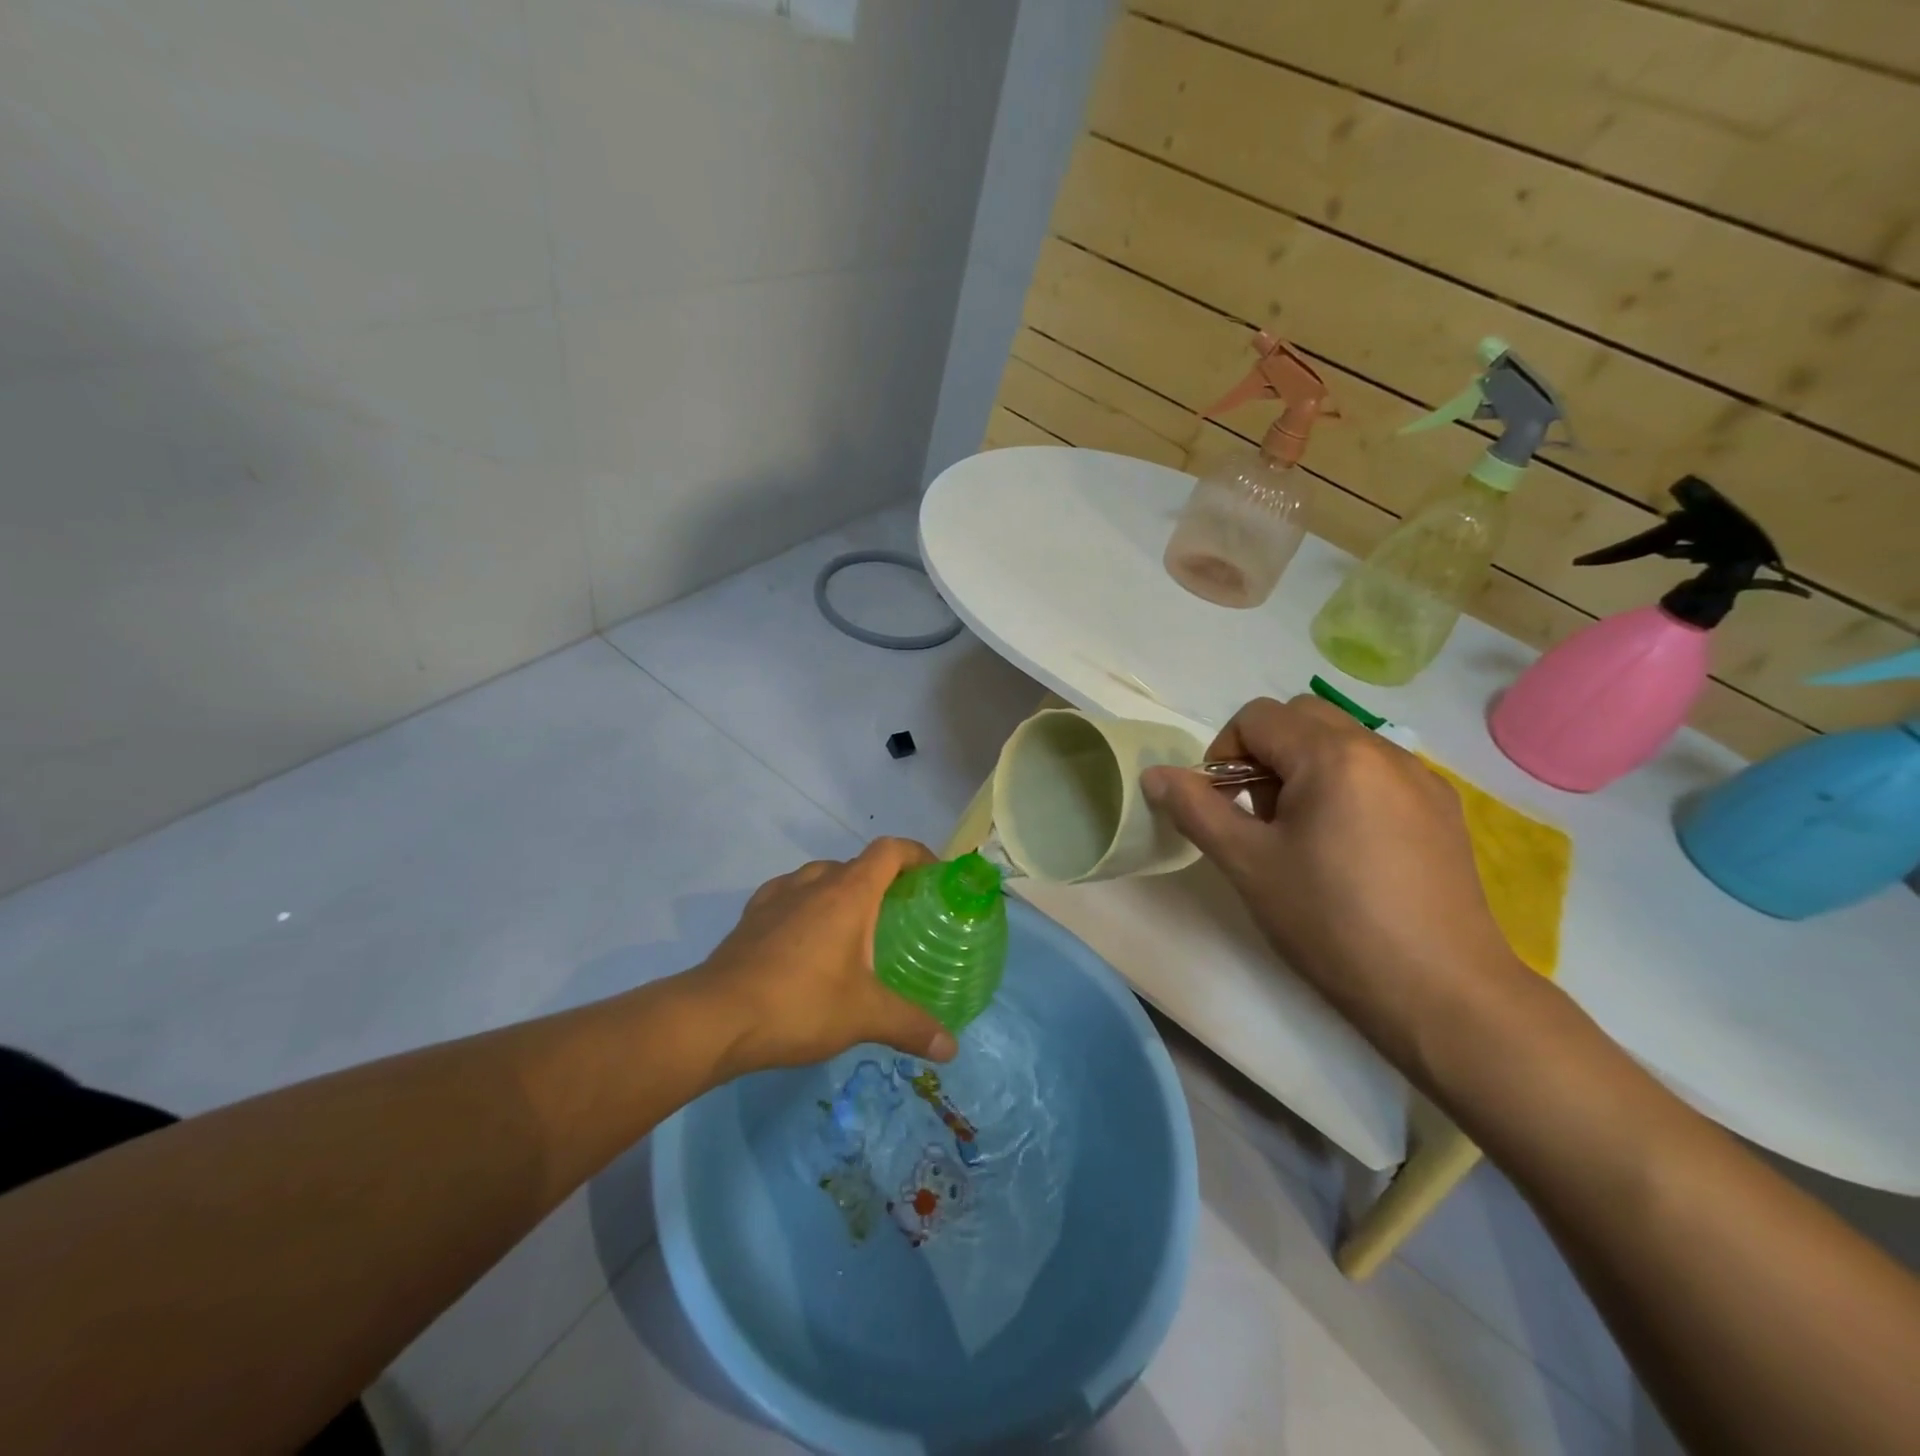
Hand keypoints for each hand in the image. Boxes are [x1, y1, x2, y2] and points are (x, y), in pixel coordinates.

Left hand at [688, 837, 957, 1078]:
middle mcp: (813, 883)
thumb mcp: (864, 1017)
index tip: (932, 875)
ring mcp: (777, 897)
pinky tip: (805, 938)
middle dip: (881, 881)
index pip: (889, 850)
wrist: (717, 1017)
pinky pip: (788, 896)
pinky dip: (805, 905)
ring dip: (841, 891)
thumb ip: (911, 1027)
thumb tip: (951, 1049)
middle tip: (898, 915)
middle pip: (856, 864)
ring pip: (819, 877)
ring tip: (853, 927)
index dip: (915, 854)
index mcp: (848, 893)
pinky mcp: (751, 917)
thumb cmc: (801, 1004)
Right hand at [1141, 696, 1526, 1064]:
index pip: (1257, 717)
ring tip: (1301, 838)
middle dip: (1264, 754)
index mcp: (1333, 755)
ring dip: (1304, 770)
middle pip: (1302, 718)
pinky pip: (1377, 774)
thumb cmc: (1331, 922)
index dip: (1223, 753)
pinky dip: (1345, 789)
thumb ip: (1196, 809)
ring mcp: (1421, 779)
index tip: (1223, 807)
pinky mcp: (1443, 810)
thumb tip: (1155, 774)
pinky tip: (1348, 852)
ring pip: (1341, 744)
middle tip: (1258, 816)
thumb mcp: (1248, 864)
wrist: (1442, 994)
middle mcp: (1383, 750)